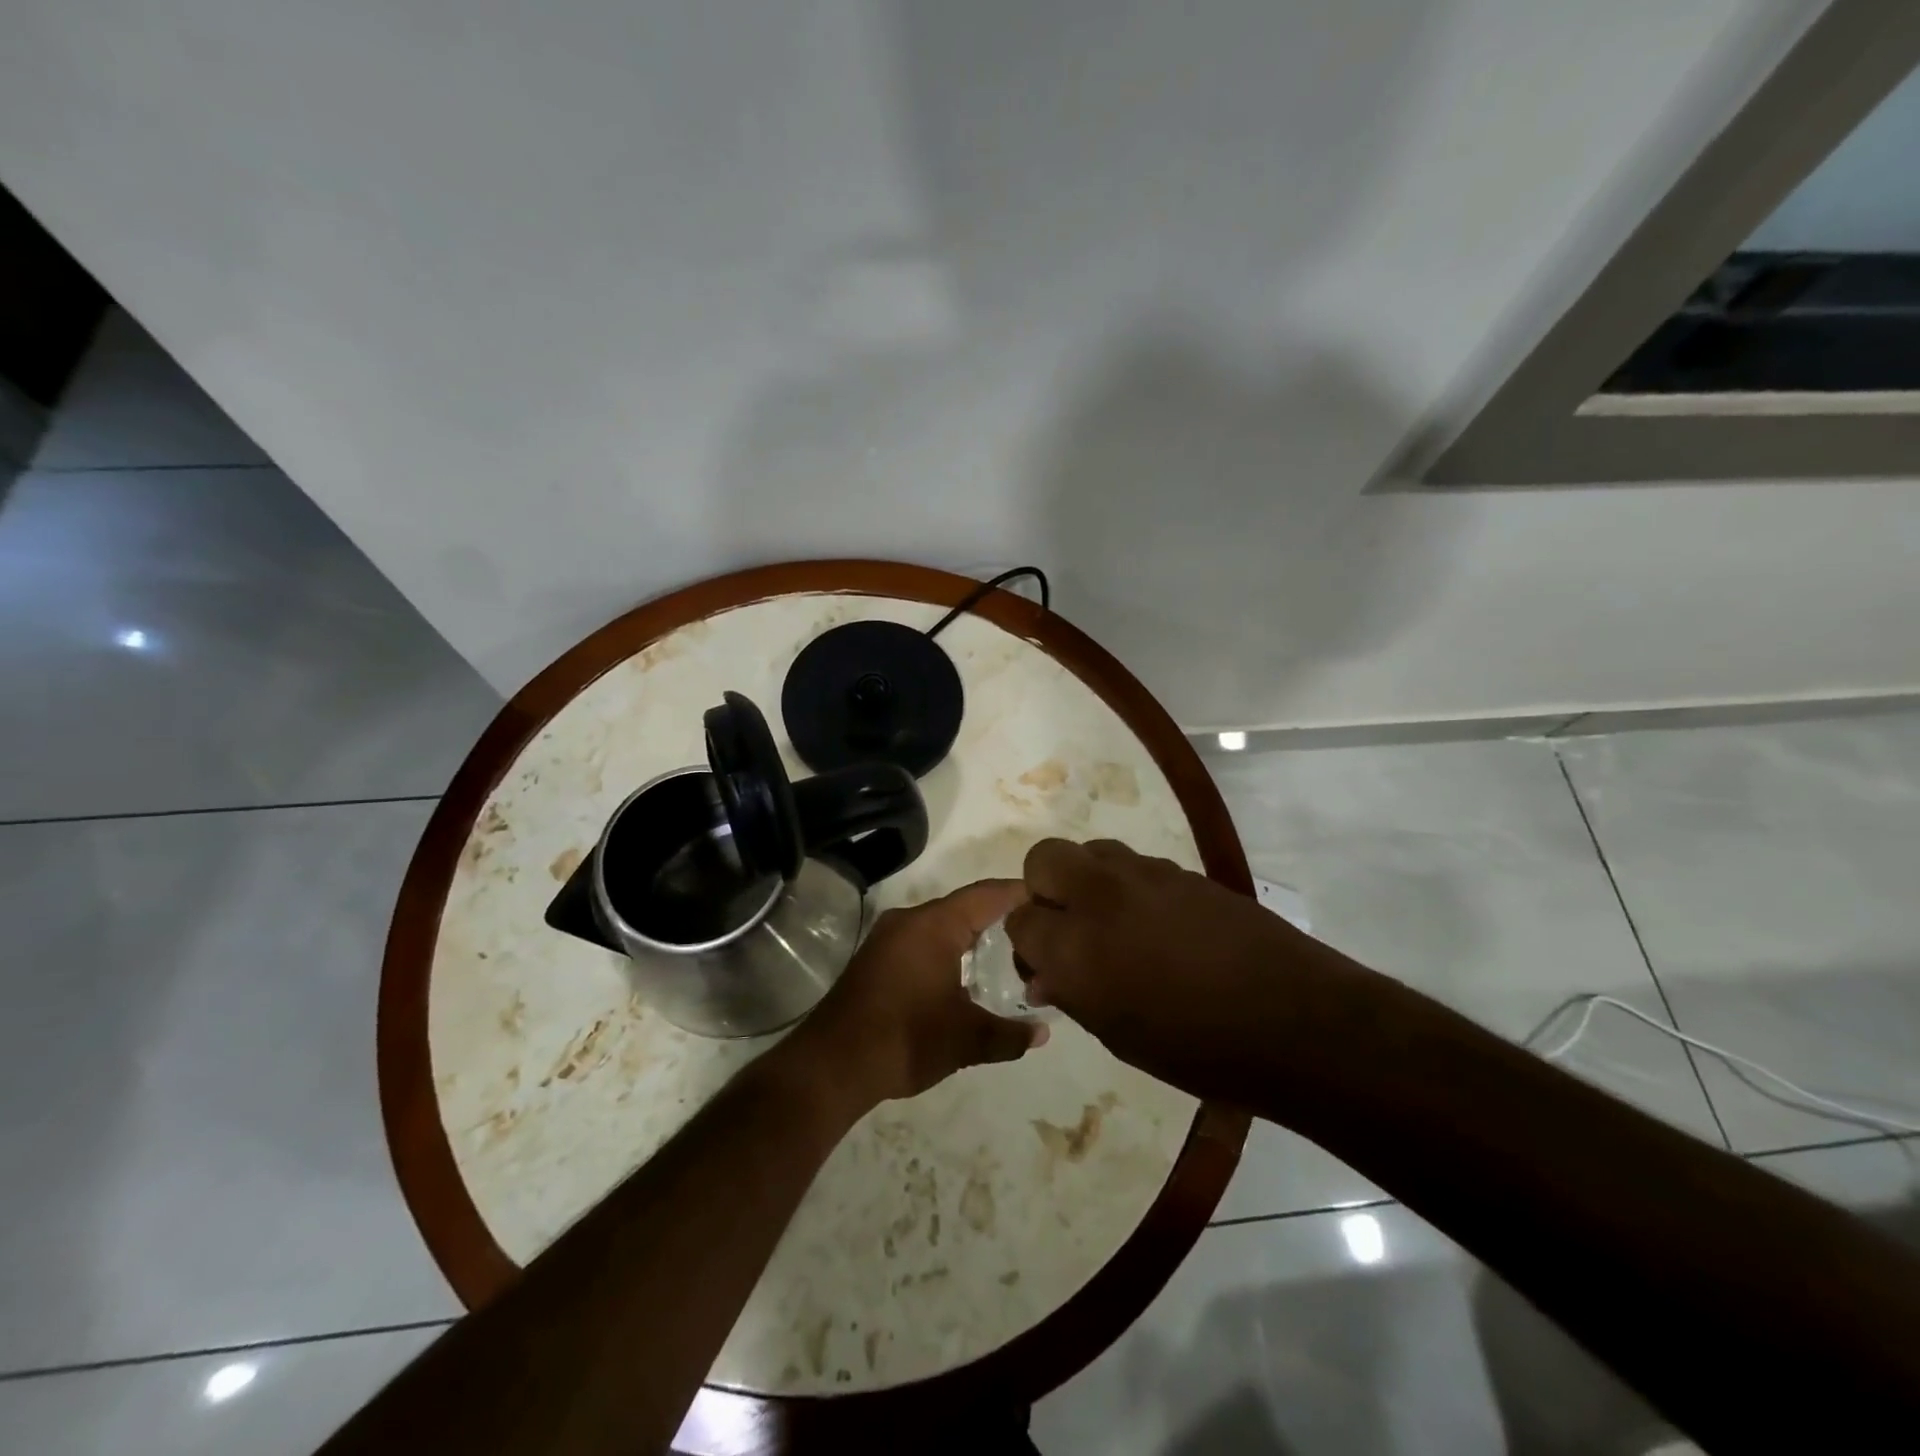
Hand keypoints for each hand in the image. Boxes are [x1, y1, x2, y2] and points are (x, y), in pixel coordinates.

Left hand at [795, 880, 1047, 1107]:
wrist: (830, 1065)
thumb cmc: (905, 1039)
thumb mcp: (966, 1039)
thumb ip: (1009, 1034)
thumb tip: (1042, 1032)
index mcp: (933, 925)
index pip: (986, 895)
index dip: (1019, 893)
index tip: (1050, 897)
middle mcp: (909, 920)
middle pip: (963, 907)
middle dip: (999, 916)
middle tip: (1035, 930)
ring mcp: (887, 938)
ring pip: (940, 925)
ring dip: (971, 935)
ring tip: (1007, 952)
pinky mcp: (875, 959)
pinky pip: (922, 941)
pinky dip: (948, 949)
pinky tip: (964, 974)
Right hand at [1006, 839, 1365, 1102]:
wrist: (1291, 1019)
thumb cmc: (1196, 1049)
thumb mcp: (1118, 1034)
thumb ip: (1071, 993)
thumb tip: (1044, 975)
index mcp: (1075, 949)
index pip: (1019, 920)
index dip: (1027, 941)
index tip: (1043, 961)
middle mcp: (1099, 898)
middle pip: (1044, 859)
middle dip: (1043, 887)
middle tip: (1067, 924)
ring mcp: (1143, 875)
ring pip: (1090, 851)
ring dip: (1086, 879)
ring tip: (1112, 919)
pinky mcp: (1180, 869)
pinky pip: (1133, 863)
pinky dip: (1127, 884)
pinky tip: (1154, 920)